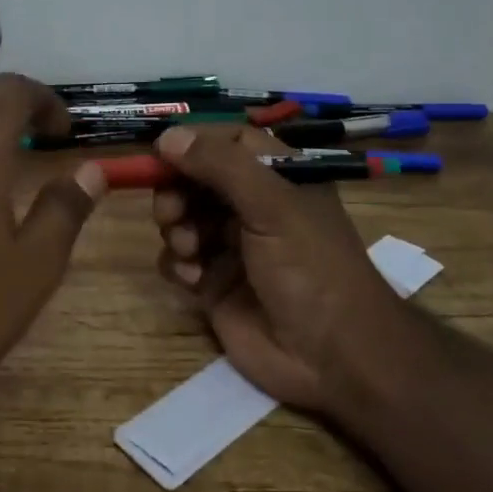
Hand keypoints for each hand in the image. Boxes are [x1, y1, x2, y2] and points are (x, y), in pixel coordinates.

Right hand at [150, 124, 409, 415]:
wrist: (332, 356)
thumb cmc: (311, 267)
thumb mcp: (272, 205)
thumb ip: (220, 166)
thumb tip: (167, 135)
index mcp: (277, 177)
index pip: (227, 141)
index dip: (194, 143)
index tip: (160, 152)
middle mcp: (252, 205)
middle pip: (195, 179)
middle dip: (176, 191)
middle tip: (171, 212)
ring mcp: (231, 245)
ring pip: (182, 218)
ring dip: (176, 228)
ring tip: (189, 250)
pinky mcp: (214, 283)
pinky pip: (178, 260)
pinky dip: (177, 264)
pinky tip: (193, 279)